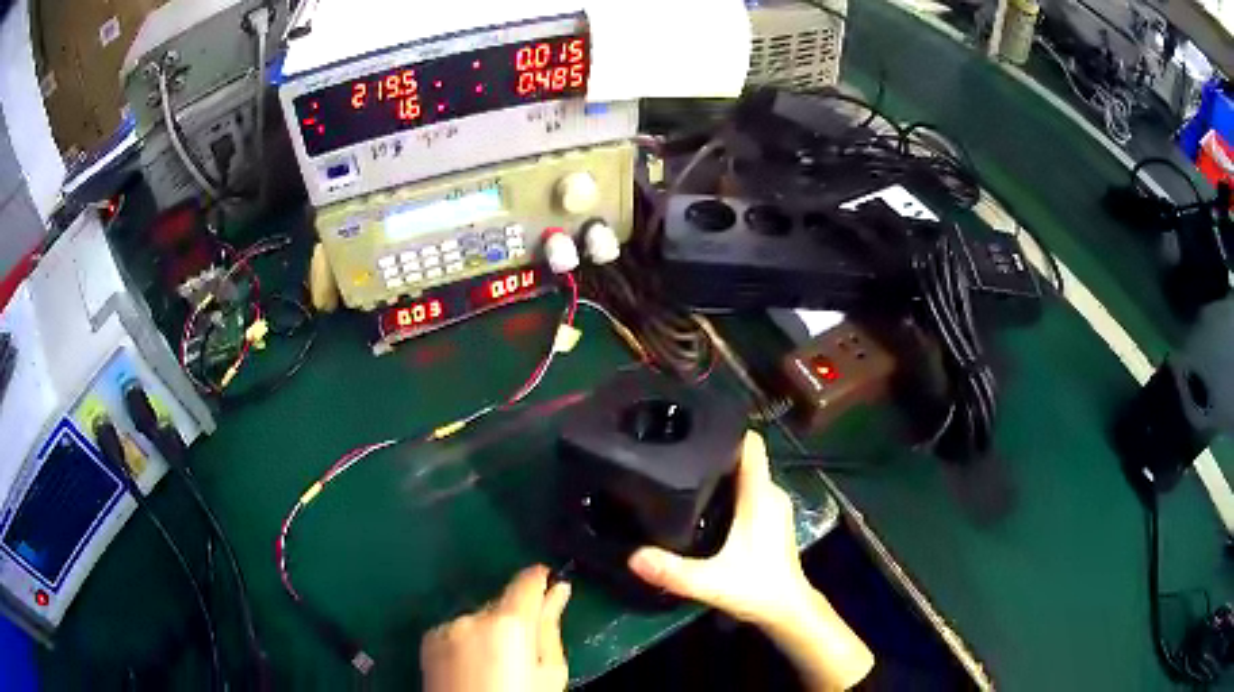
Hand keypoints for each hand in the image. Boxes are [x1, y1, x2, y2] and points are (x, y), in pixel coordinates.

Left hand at [421, 565, 571, 691]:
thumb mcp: (549, 672)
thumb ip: (550, 627)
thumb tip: (559, 591)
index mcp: (508, 623)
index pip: (526, 582)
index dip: (540, 579)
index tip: (550, 580)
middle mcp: (472, 616)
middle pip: (501, 604)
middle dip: (514, 619)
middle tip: (523, 652)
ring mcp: (446, 627)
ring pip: (478, 619)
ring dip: (488, 632)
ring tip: (494, 667)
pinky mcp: (428, 639)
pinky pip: (456, 631)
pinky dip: (466, 642)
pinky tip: (471, 668)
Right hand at [627, 430, 810, 624]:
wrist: (787, 609)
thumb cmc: (756, 588)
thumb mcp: (709, 582)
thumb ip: (672, 571)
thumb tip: (632, 556)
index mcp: (760, 495)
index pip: (750, 445)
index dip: (726, 430)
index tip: (694, 424)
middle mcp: (771, 492)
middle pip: (743, 457)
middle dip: (713, 450)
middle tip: (676, 451)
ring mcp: (774, 504)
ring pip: (746, 474)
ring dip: (721, 470)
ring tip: (684, 471)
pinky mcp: (772, 517)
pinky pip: (749, 489)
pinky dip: (729, 488)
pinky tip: (704, 500)